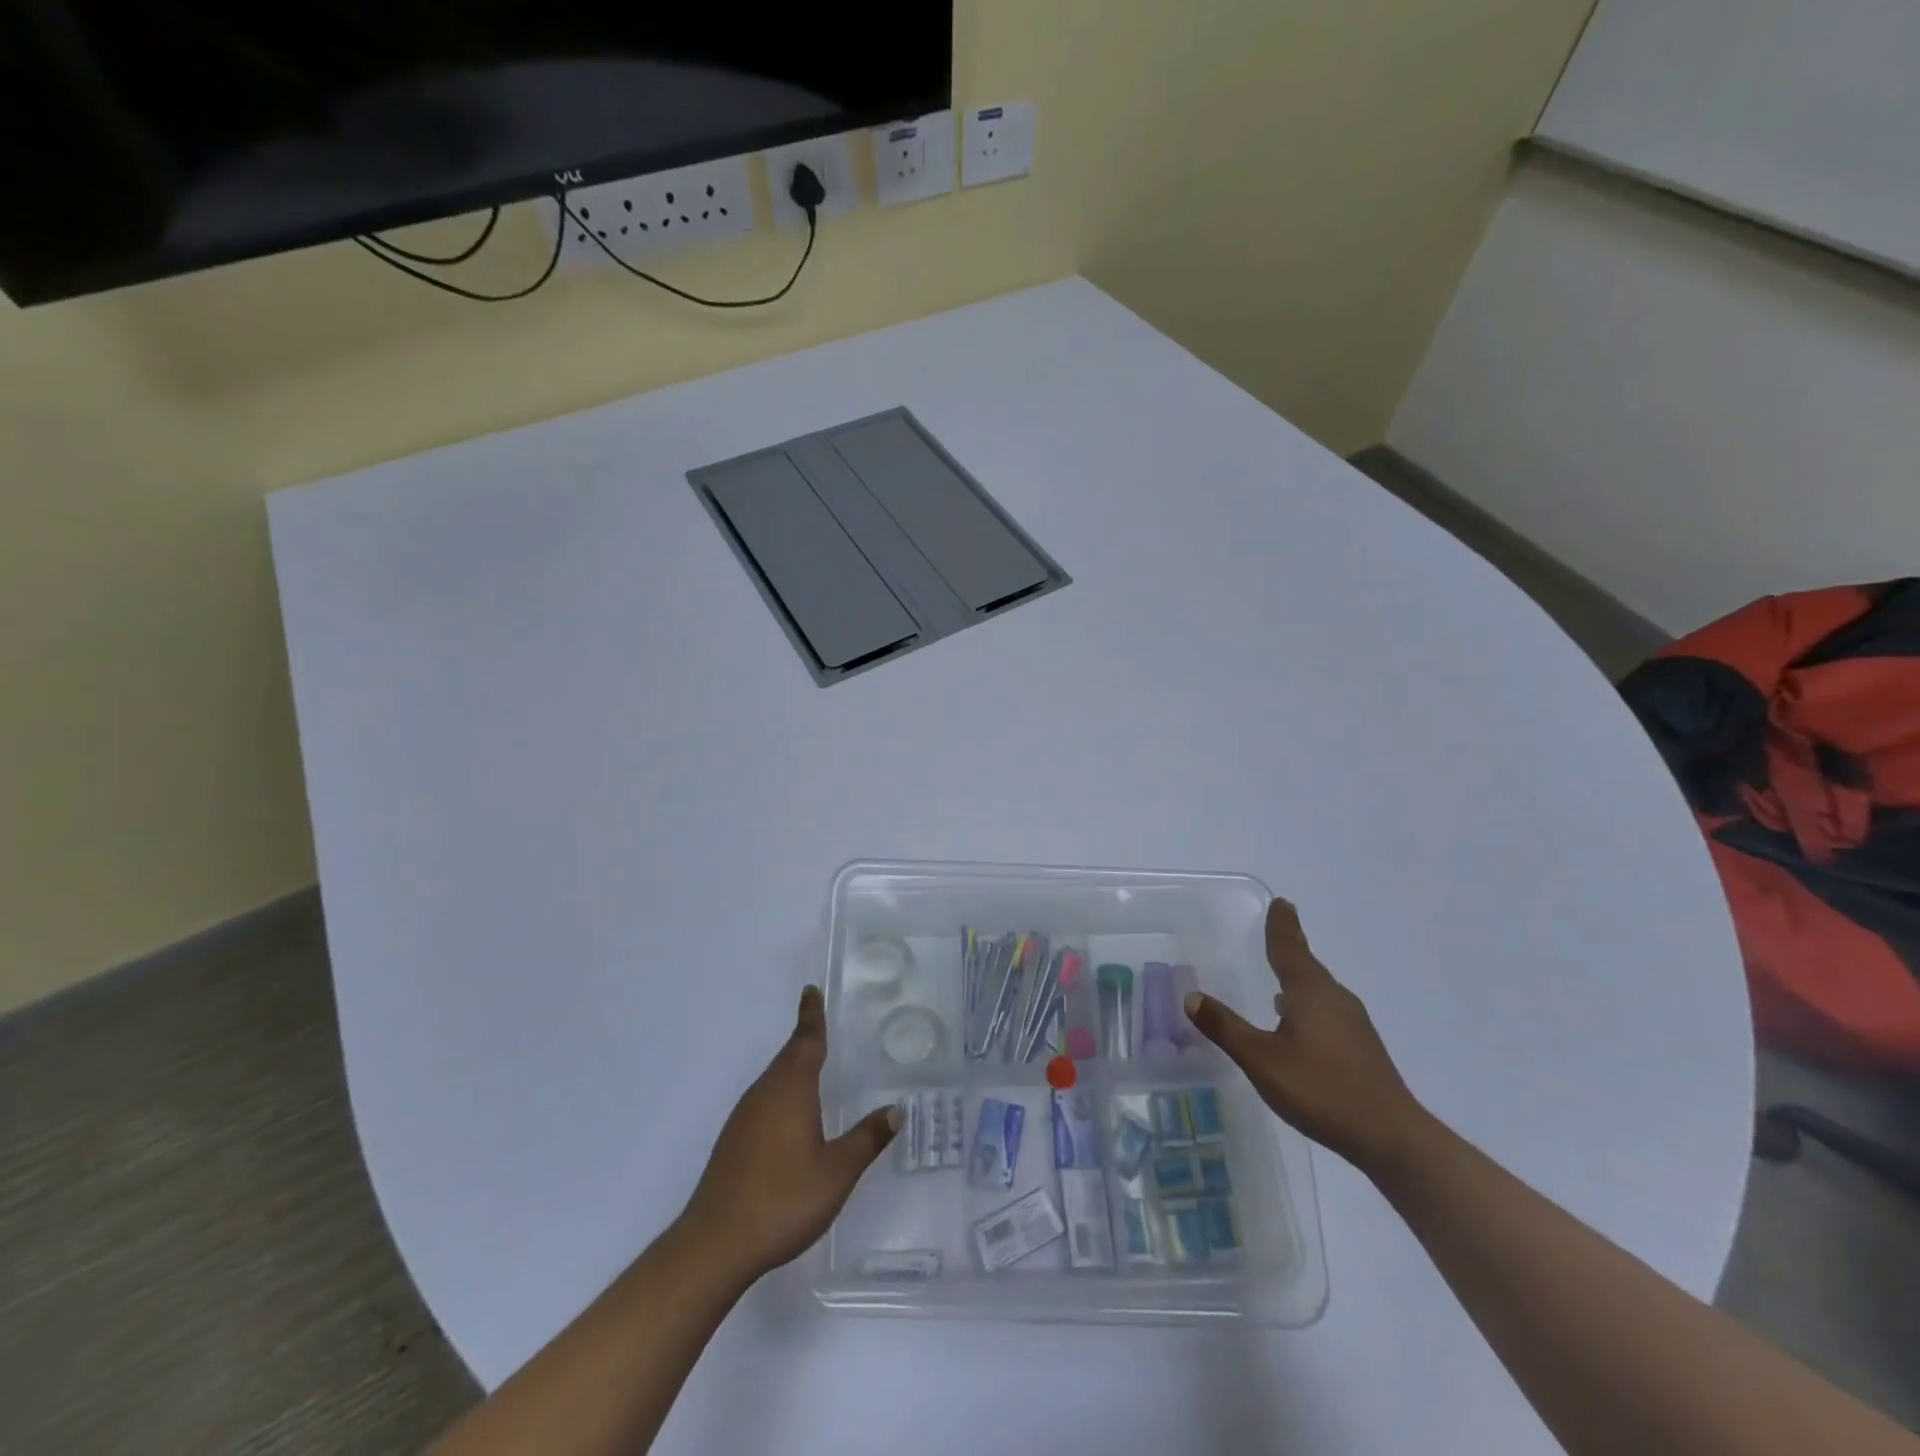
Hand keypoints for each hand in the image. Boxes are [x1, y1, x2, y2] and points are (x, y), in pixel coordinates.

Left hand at [681, 985, 898, 1280]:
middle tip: (823, 1025)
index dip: (811, 1015)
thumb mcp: (837, 1172)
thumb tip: (896, 1109)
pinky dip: (783, 1093)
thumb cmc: (782, 1199)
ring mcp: (744, 1118)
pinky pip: (764, 1101)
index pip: (805, 1040)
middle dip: (805, 1039)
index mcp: (790, 1089)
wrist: (715, 1245)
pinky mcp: (733, 1141)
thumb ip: (866, 1139)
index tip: (811, 990)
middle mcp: (764, 1093)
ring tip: (815, 1066)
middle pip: (788, 1056)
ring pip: (774, 1079)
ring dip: (794, 1067)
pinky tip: (793, 1116)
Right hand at [1185, 899, 1426, 1174]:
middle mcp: (1334, 998)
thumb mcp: (1261, 1060)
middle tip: (1277, 927)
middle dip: (1290, 946)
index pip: (1290, 949)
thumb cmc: (1322, 1089)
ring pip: (1319, 989)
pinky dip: (1308, 1003)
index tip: (1281, 902)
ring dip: (1299, 977)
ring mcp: (1353, 1024)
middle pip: (1307, 965)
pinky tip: (1297, 1021)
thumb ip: (1226, 1028)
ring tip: (1281, 973)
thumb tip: (1192, 996)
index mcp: (1310, 992)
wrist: (1392, 1138)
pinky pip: (1327, 1010)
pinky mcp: (1361, 1048)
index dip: (1282, 926)